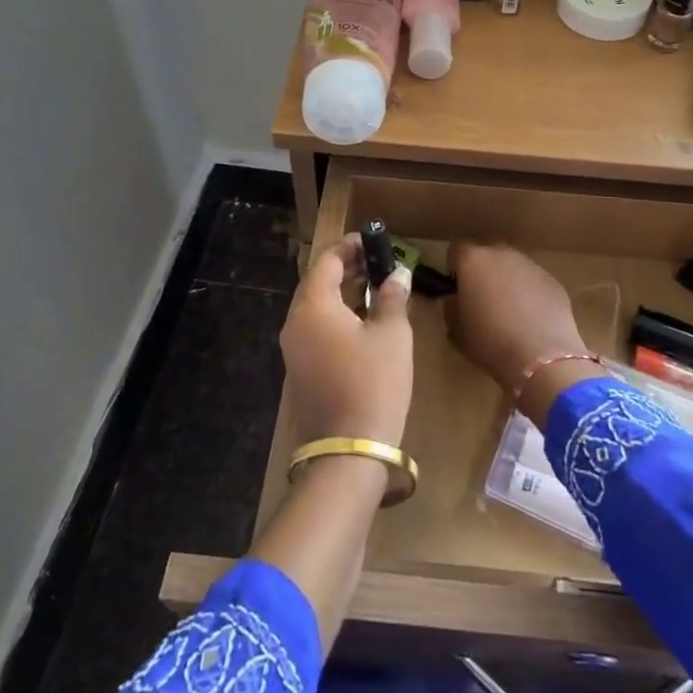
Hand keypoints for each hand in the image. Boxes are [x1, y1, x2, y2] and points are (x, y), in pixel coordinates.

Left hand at [282, 235, 414, 446]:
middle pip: (317, 282)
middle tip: (378, 262)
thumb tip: (398, 274)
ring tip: (375, 287)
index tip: (374, 240)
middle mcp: (295, 323)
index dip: (349, 246)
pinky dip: (337, 315)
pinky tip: (363, 322)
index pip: (326, 261)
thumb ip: (392, 297)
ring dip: (342, 292)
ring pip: (316, 307)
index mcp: (313, 307)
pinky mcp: (300, 370)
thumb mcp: (392, 335)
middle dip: (346, 268)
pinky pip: (316, 329)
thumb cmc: (374, 383)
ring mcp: (294, 349)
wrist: (349, 451)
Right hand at [447, 243, 587, 398]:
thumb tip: (455, 300)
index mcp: (473, 261)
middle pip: (487, 253)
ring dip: (508, 281)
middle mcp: (502, 254)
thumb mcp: (456, 331)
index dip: (455, 266)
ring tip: (510, 312)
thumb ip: (451, 308)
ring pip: (513, 266)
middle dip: (483, 271)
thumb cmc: (490, 342)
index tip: (457, 287)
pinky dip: (530, 294)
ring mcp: (531, 265)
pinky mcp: (553, 281)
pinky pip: (534, 282)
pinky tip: (532, 320)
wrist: (541, 357)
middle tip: (482, 299)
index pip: (456, 249)